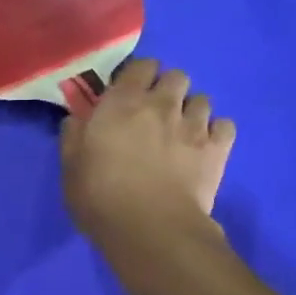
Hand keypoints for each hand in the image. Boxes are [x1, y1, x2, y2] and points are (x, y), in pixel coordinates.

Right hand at [60, 58, 235, 252]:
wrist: (150, 228)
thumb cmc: (100, 197)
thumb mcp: (70, 167)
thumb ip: (73, 136)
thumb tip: (78, 118)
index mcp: (122, 103)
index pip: (140, 66)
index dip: (137, 76)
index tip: (128, 93)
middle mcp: (161, 104)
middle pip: (176, 76)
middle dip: (167, 88)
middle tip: (155, 112)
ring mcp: (194, 124)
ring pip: (202, 99)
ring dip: (190, 110)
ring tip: (180, 131)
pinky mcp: (217, 148)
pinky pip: (225, 125)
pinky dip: (215, 132)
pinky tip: (203, 147)